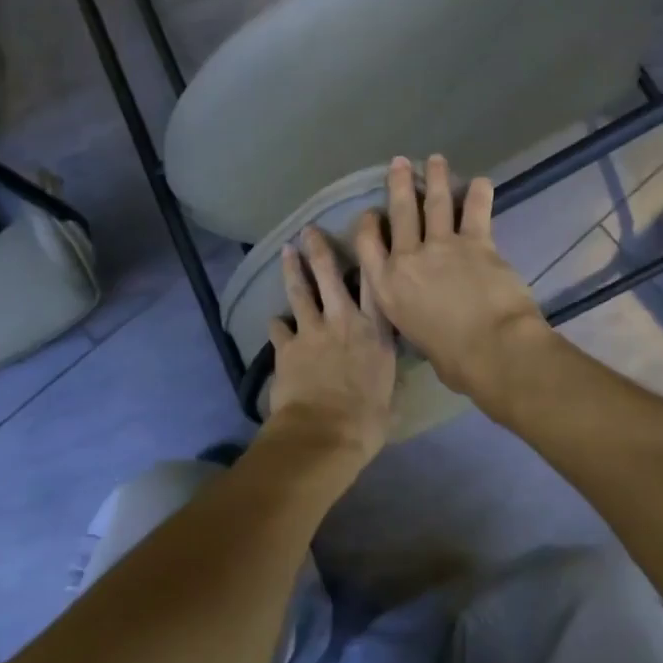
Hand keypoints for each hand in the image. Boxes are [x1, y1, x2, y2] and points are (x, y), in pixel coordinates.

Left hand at [264, 228, 397, 467]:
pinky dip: (276, 324)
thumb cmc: (366, 421)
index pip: (375, 283)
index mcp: (376, 331)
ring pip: (301, 292)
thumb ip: (387, 382)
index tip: (365, 229)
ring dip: (292, 270)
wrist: (323, 432)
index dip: (370, 253)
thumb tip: (388, 385)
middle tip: (309, 229)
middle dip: (319, 249)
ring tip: (287, 251)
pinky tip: (273, 319)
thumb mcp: (390, 399)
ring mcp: (313, 331)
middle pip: (330, 275)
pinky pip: (278, 329)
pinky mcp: (287, 347)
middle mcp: (345, 321)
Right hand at [355, 155, 551, 399]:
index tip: (372, 212)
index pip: (368, 245)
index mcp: (387, 288)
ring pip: (436, 205)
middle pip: (400, 214)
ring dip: (436, 179)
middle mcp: (408, 260)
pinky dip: (479, 194)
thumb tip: (431, 316)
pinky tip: (481, 181)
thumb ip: (418, 316)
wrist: (491, 349)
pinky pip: (476, 212)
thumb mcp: (418, 338)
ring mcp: (442, 247)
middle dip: (399, 185)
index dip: (368, 224)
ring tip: (435, 160)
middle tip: (400, 163)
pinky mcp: (476, 243)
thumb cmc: (454, 360)